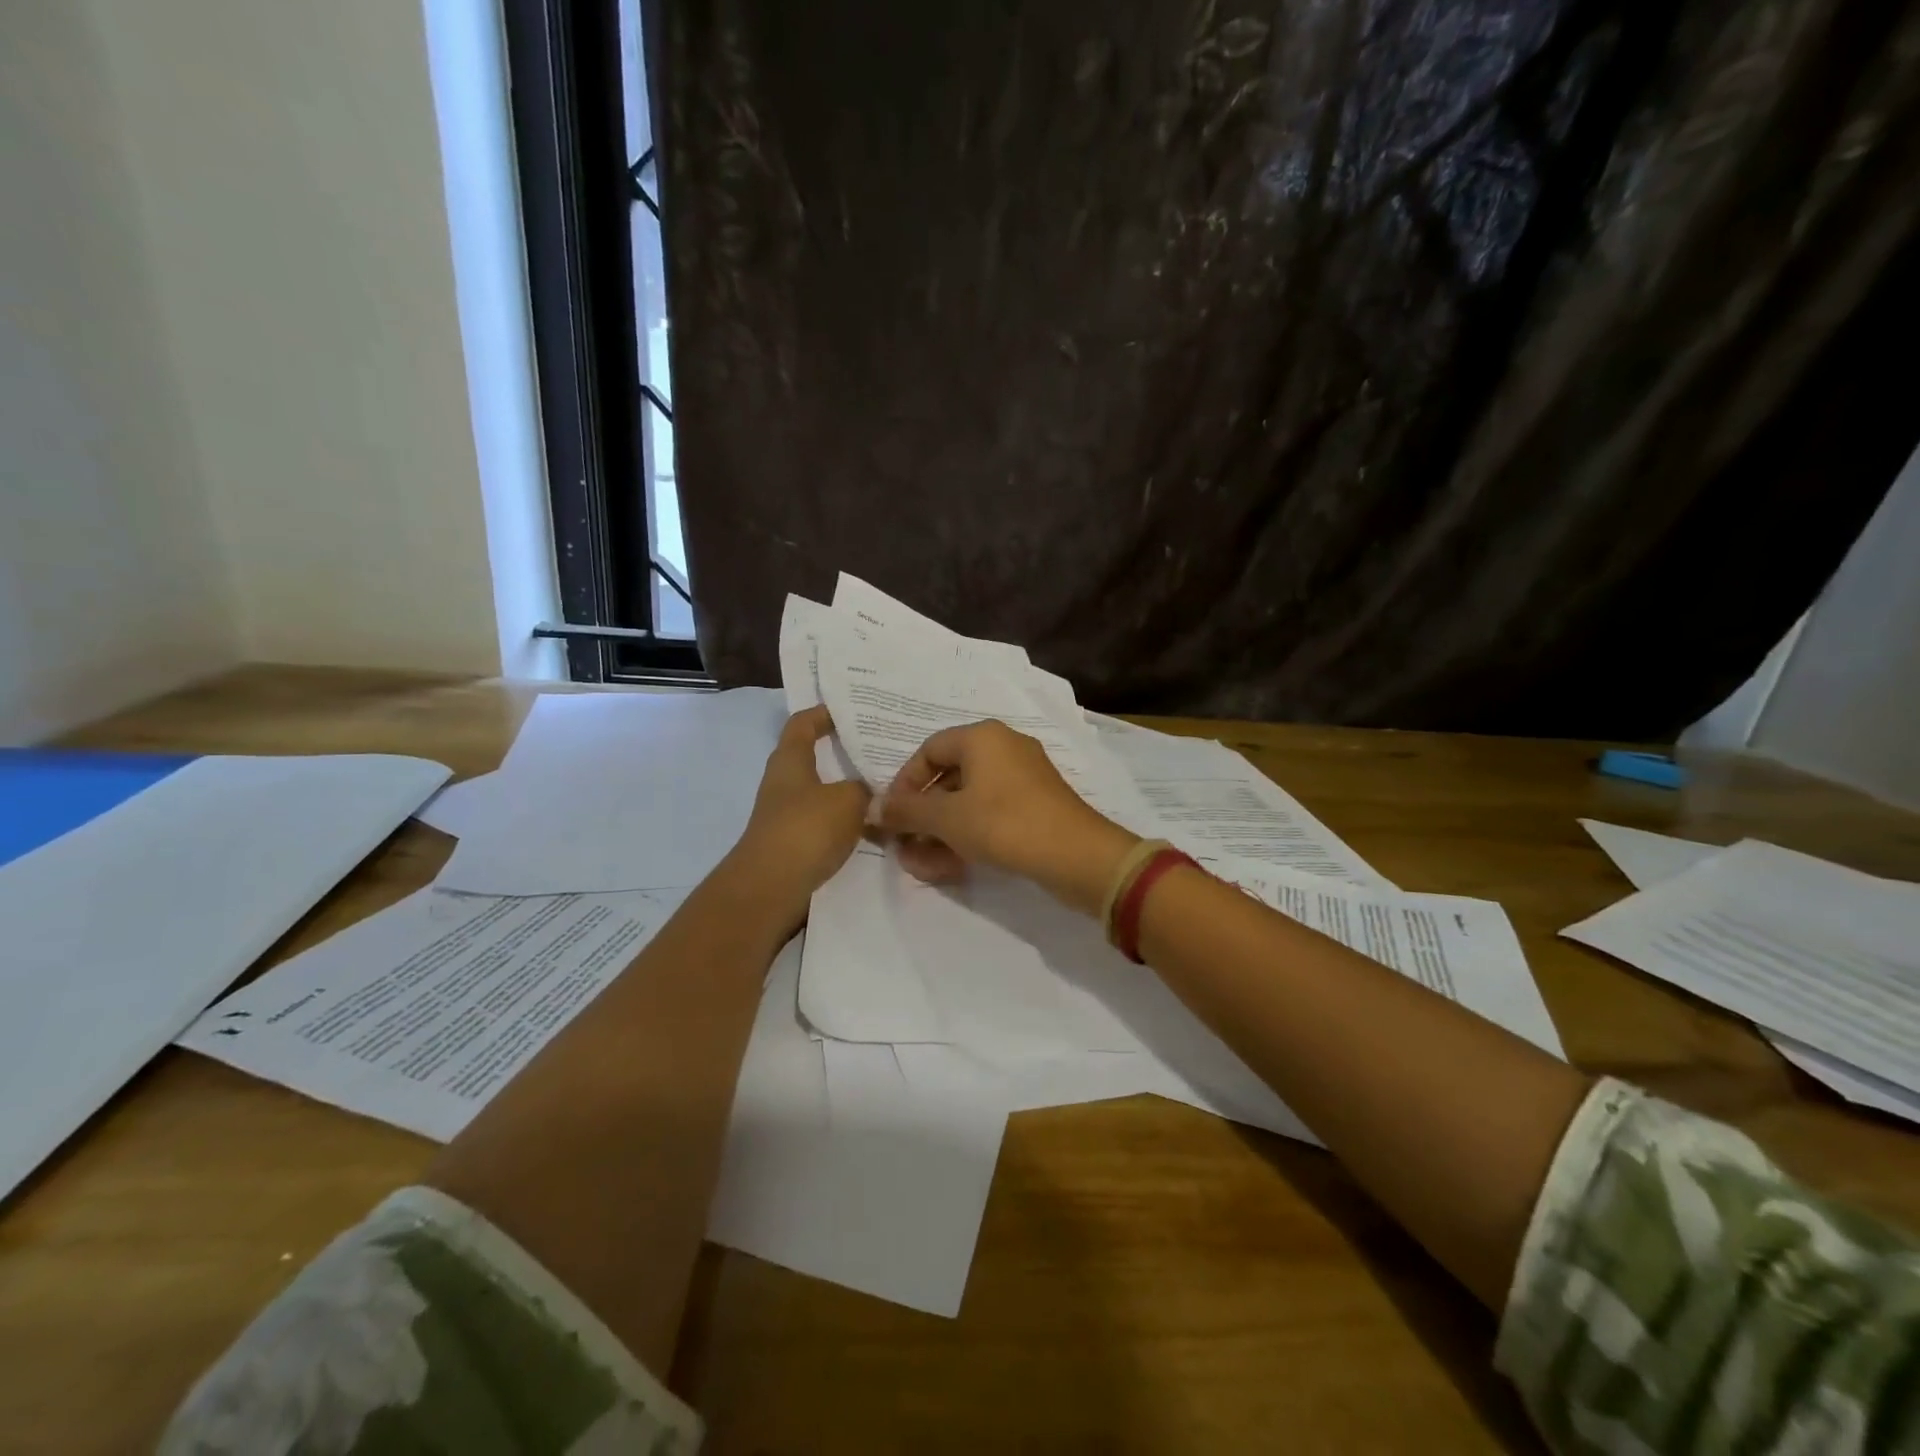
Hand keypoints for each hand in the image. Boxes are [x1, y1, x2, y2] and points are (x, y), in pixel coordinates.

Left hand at [726, 707, 870, 925]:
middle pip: (814, 758)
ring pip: (824, 793)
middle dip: (845, 754)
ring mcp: (786, 815)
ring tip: (886, 789)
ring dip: (850, 792)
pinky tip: (875, 828)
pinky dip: (847, 822)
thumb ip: (864, 788)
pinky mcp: (794, 844)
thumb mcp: (848, 800)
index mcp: (790, 760)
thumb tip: (870, 791)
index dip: (823, 713)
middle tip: (880, 751)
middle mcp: (784, 783)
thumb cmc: (806, 829)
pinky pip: (826, 823)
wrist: (771, 888)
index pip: (803, 723)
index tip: (850, 711)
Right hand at [878, 720, 1139, 915]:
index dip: (904, 783)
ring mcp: (1024, 776)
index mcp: (982, 737)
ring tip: (922, 863)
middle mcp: (1004, 747)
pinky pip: (991, 813)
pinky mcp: (1037, 804)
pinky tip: (951, 865)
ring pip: (969, 800)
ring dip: (942, 830)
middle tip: (905, 844)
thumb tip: (872, 807)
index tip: (893, 816)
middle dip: (922, 814)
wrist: (1077, 855)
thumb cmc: (1004, 824)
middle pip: (948, 776)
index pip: (928, 750)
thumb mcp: (947, 818)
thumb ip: (906, 811)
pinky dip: (968, 834)